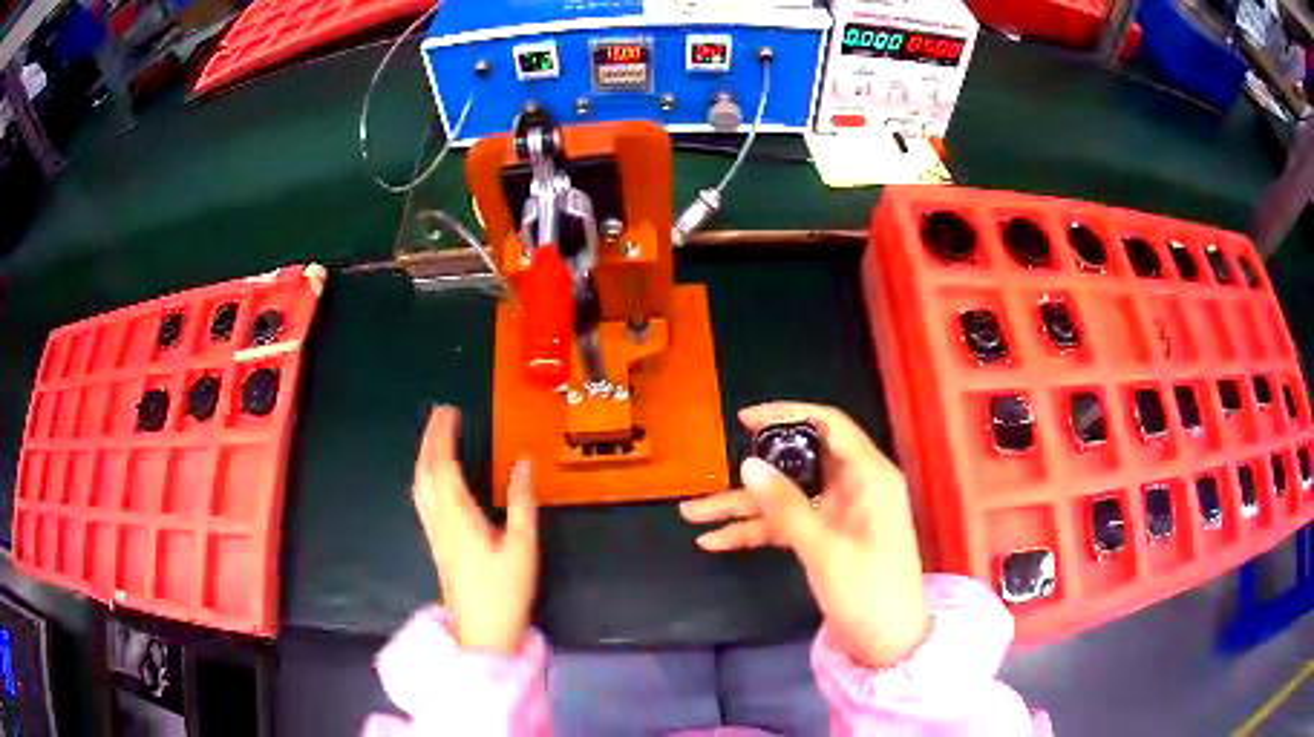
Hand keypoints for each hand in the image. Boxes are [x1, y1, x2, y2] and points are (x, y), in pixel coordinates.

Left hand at [412, 406, 537, 655]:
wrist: (483, 632)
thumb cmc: (505, 591)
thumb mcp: (523, 546)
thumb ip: (522, 502)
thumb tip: (523, 463)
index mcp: (458, 516)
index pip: (443, 465)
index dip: (443, 435)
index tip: (450, 411)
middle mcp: (439, 520)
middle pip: (425, 471)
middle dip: (430, 439)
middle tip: (441, 415)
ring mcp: (434, 533)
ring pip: (420, 485)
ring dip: (424, 455)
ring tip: (435, 437)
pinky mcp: (436, 544)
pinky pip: (423, 498)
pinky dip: (425, 475)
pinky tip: (433, 477)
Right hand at [680, 402, 930, 667]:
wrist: (886, 640)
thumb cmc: (867, 589)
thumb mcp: (823, 547)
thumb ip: (785, 505)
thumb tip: (747, 464)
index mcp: (869, 475)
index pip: (828, 426)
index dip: (786, 415)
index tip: (743, 420)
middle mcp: (853, 487)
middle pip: (799, 462)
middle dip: (753, 471)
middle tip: (712, 474)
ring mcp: (837, 514)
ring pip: (785, 497)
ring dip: (742, 507)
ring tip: (690, 513)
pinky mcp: (825, 537)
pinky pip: (785, 524)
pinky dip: (754, 531)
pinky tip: (714, 540)